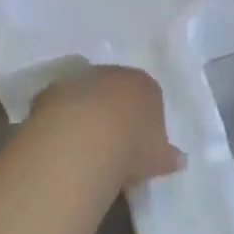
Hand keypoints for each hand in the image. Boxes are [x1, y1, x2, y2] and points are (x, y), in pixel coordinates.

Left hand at [28, 66, 183, 188]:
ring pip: (88, 95)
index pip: (150, 96)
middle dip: (115, 112)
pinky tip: (62, 142)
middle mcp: (114, 74)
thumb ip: (169, 157)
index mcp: (145, 85)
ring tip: (85, 145)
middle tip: (113, 143)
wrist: (82, 141)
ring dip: (87, 113)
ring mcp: (81, 79)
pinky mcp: (52, 91)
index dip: (145, 120)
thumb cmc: (131, 148)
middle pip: (117, 91)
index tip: (141, 144)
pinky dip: (62, 119)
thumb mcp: (158, 159)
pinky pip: (61, 105)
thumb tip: (180, 160)